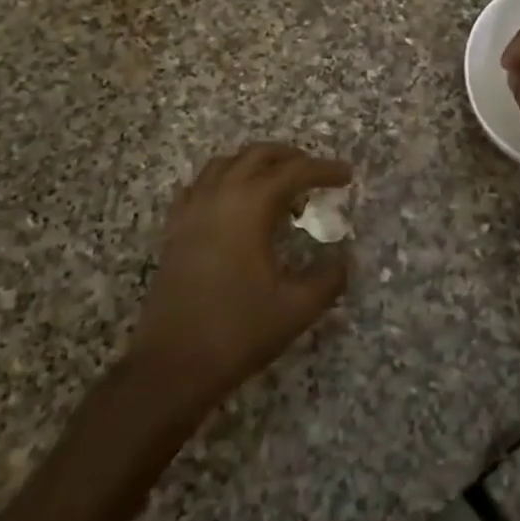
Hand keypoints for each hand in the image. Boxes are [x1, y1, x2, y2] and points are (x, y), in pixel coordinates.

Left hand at [130, 143, 352, 408]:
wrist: (172, 365)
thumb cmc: (238, 331)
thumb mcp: (297, 307)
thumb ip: (329, 277)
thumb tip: (344, 258)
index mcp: (251, 205)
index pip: (295, 171)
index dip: (325, 169)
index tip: (347, 175)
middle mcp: (220, 195)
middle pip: (259, 155)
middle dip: (291, 158)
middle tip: (315, 176)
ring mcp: (192, 209)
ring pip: (227, 163)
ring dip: (256, 165)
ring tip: (277, 188)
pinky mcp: (175, 228)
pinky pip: (201, 185)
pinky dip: (224, 182)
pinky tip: (234, 206)